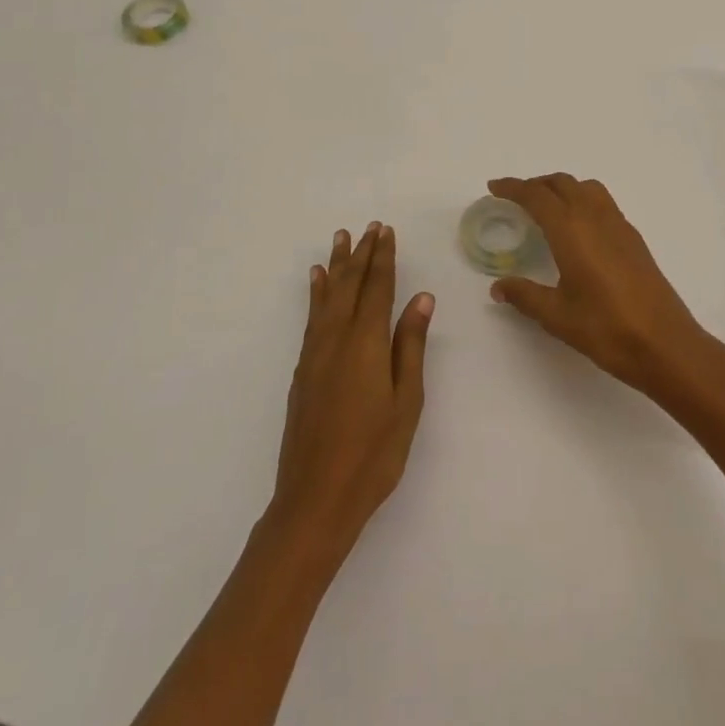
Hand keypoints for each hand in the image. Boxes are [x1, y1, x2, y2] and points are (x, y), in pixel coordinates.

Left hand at [272, 223, 434, 553]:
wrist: (315, 498)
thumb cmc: (373, 454)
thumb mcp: (406, 401)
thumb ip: (411, 346)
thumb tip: (422, 298)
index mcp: (367, 343)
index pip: (377, 288)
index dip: (383, 258)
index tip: (386, 231)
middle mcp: (337, 339)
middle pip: (350, 285)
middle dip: (361, 254)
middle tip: (368, 227)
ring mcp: (315, 353)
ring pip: (327, 296)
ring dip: (336, 265)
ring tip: (340, 239)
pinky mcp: (303, 370)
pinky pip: (311, 316)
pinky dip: (316, 293)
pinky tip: (316, 282)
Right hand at [486, 174, 707, 393]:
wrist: (665, 344)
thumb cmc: (606, 328)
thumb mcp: (557, 316)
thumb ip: (525, 296)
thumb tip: (498, 287)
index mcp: (571, 230)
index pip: (537, 196)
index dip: (513, 188)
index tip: (494, 187)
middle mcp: (595, 218)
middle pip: (562, 184)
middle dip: (536, 184)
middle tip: (516, 198)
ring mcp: (619, 226)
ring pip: (586, 189)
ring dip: (562, 189)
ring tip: (547, 208)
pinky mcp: (634, 239)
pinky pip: (603, 204)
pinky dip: (583, 201)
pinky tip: (578, 231)